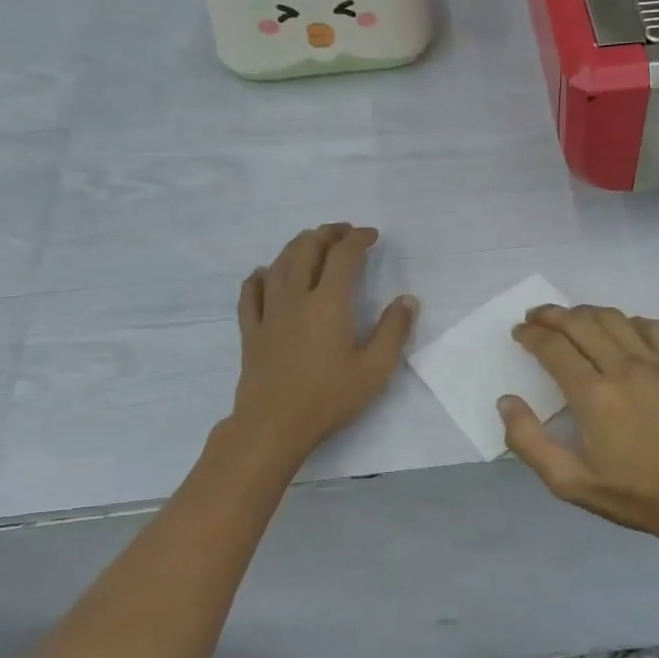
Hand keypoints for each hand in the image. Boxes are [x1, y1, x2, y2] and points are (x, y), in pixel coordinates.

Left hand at [230, 224, 416, 463]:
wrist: (274, 425)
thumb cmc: (329, 398)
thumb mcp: (375, 370)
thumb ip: (393, 331)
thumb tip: (407, 300)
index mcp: (329, 303)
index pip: (343, 256)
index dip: (358, 239)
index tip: (371, 236)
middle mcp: (296, 297)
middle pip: (307, 249)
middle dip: (327, 234)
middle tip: (343, 232)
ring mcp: (269, 312)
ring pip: (279, 264)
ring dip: (297, 246)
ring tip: (311, 243)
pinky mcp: (251, 330)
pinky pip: (251, 292)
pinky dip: (261, 275)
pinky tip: (266, 273)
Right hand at [498, 304, 658, 547]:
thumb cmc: (632, 493)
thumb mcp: (569, 482)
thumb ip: (529, 442)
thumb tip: (507, 401)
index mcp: (592, 396)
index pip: (553, 347)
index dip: (530, 334)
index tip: (519, 332)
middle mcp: (622, 369)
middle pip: (579, 323)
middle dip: (550, 315)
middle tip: (534, 317)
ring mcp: (655, 363)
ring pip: (613, 318)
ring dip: (584, 312)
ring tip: (569, 319)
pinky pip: (650, 326)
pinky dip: (627, 321)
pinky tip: (618, 332)